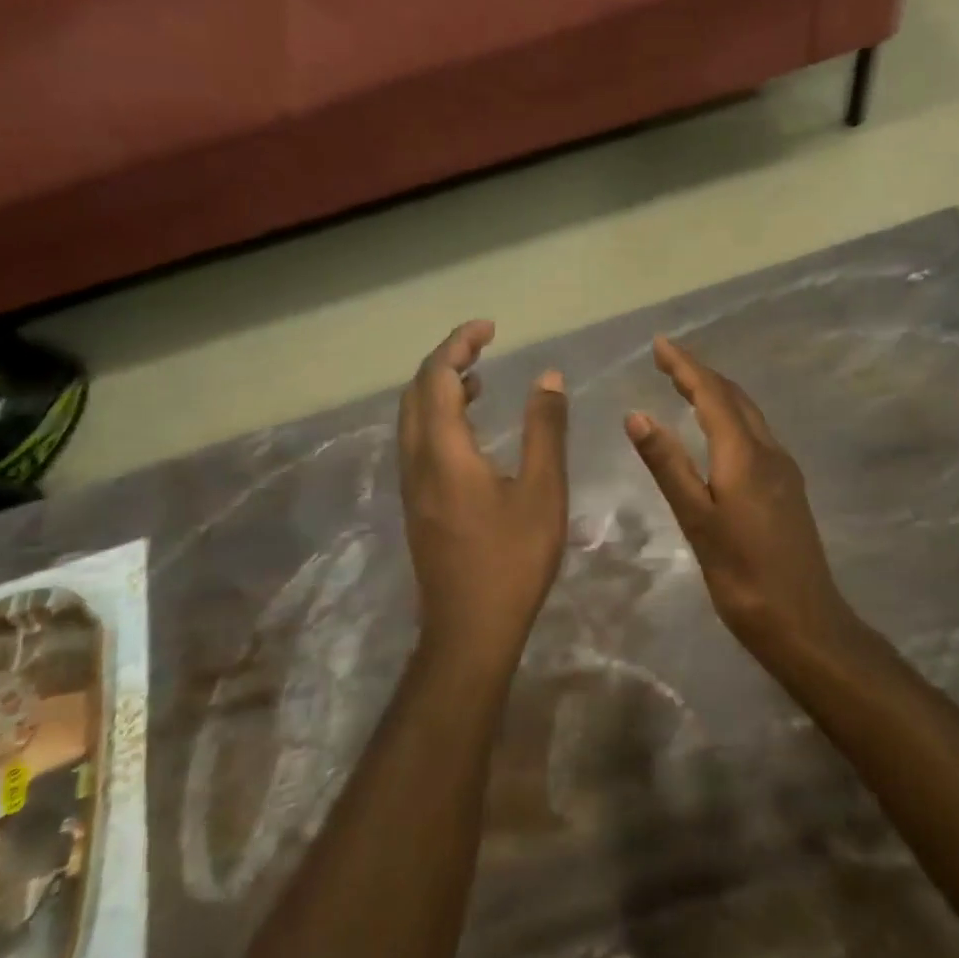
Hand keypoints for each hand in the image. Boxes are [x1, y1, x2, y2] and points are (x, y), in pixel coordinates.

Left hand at [399, 321, 569, 669]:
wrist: (469, 630)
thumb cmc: (511, 560)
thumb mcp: (542, 491)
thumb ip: (544, 430)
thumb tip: (546, 378)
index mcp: (443, 450)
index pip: (437, 376)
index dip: (459, 343)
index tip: (490, 327)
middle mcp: (416, 460)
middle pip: (416, 391)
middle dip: (445, 359)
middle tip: (483, 346)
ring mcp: (411, 484)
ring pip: (412, 417)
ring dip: (438, 388)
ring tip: (478, 378)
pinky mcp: (417, 504)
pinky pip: (417, 441)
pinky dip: (438, 416)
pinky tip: (469, 430)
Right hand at [626, 336, 853, 643]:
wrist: (805, 622)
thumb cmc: (743, 576)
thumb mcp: (697, 521)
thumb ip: (667, 465)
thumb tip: (636, 414)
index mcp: (745, 455)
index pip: (712, 394)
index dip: (685, 365)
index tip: (660, 344)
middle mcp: (770, 453)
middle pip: (735, 398)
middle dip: (701, 373)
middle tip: (667, 361)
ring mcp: (784, 471)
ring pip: (749, 415)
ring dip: (719, 394)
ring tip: (687, 386)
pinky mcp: (789, 489)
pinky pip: (757, 435)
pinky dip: (732, 418)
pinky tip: (719, 433)